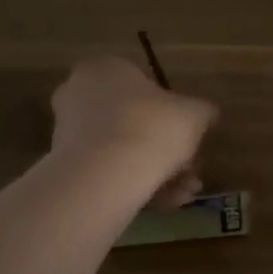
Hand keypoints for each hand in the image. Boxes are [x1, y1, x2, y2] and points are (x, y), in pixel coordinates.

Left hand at [49, 56, 215, 206]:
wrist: (106, 174)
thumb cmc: (153, 127)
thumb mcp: (194, 114)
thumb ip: (202, 111)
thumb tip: (207, 114)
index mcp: (105, 69)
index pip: (142, 86)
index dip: (172, 113)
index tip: (190, 136)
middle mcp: (79, 95)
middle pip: (134, 122)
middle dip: (166, 149)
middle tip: (191, 170)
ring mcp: (68, 133)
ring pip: (123, 151)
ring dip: (158, 172)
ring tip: (184, 194)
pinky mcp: (65, 168)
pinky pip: (109, 173)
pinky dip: (138, 186)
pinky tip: (167, 204)